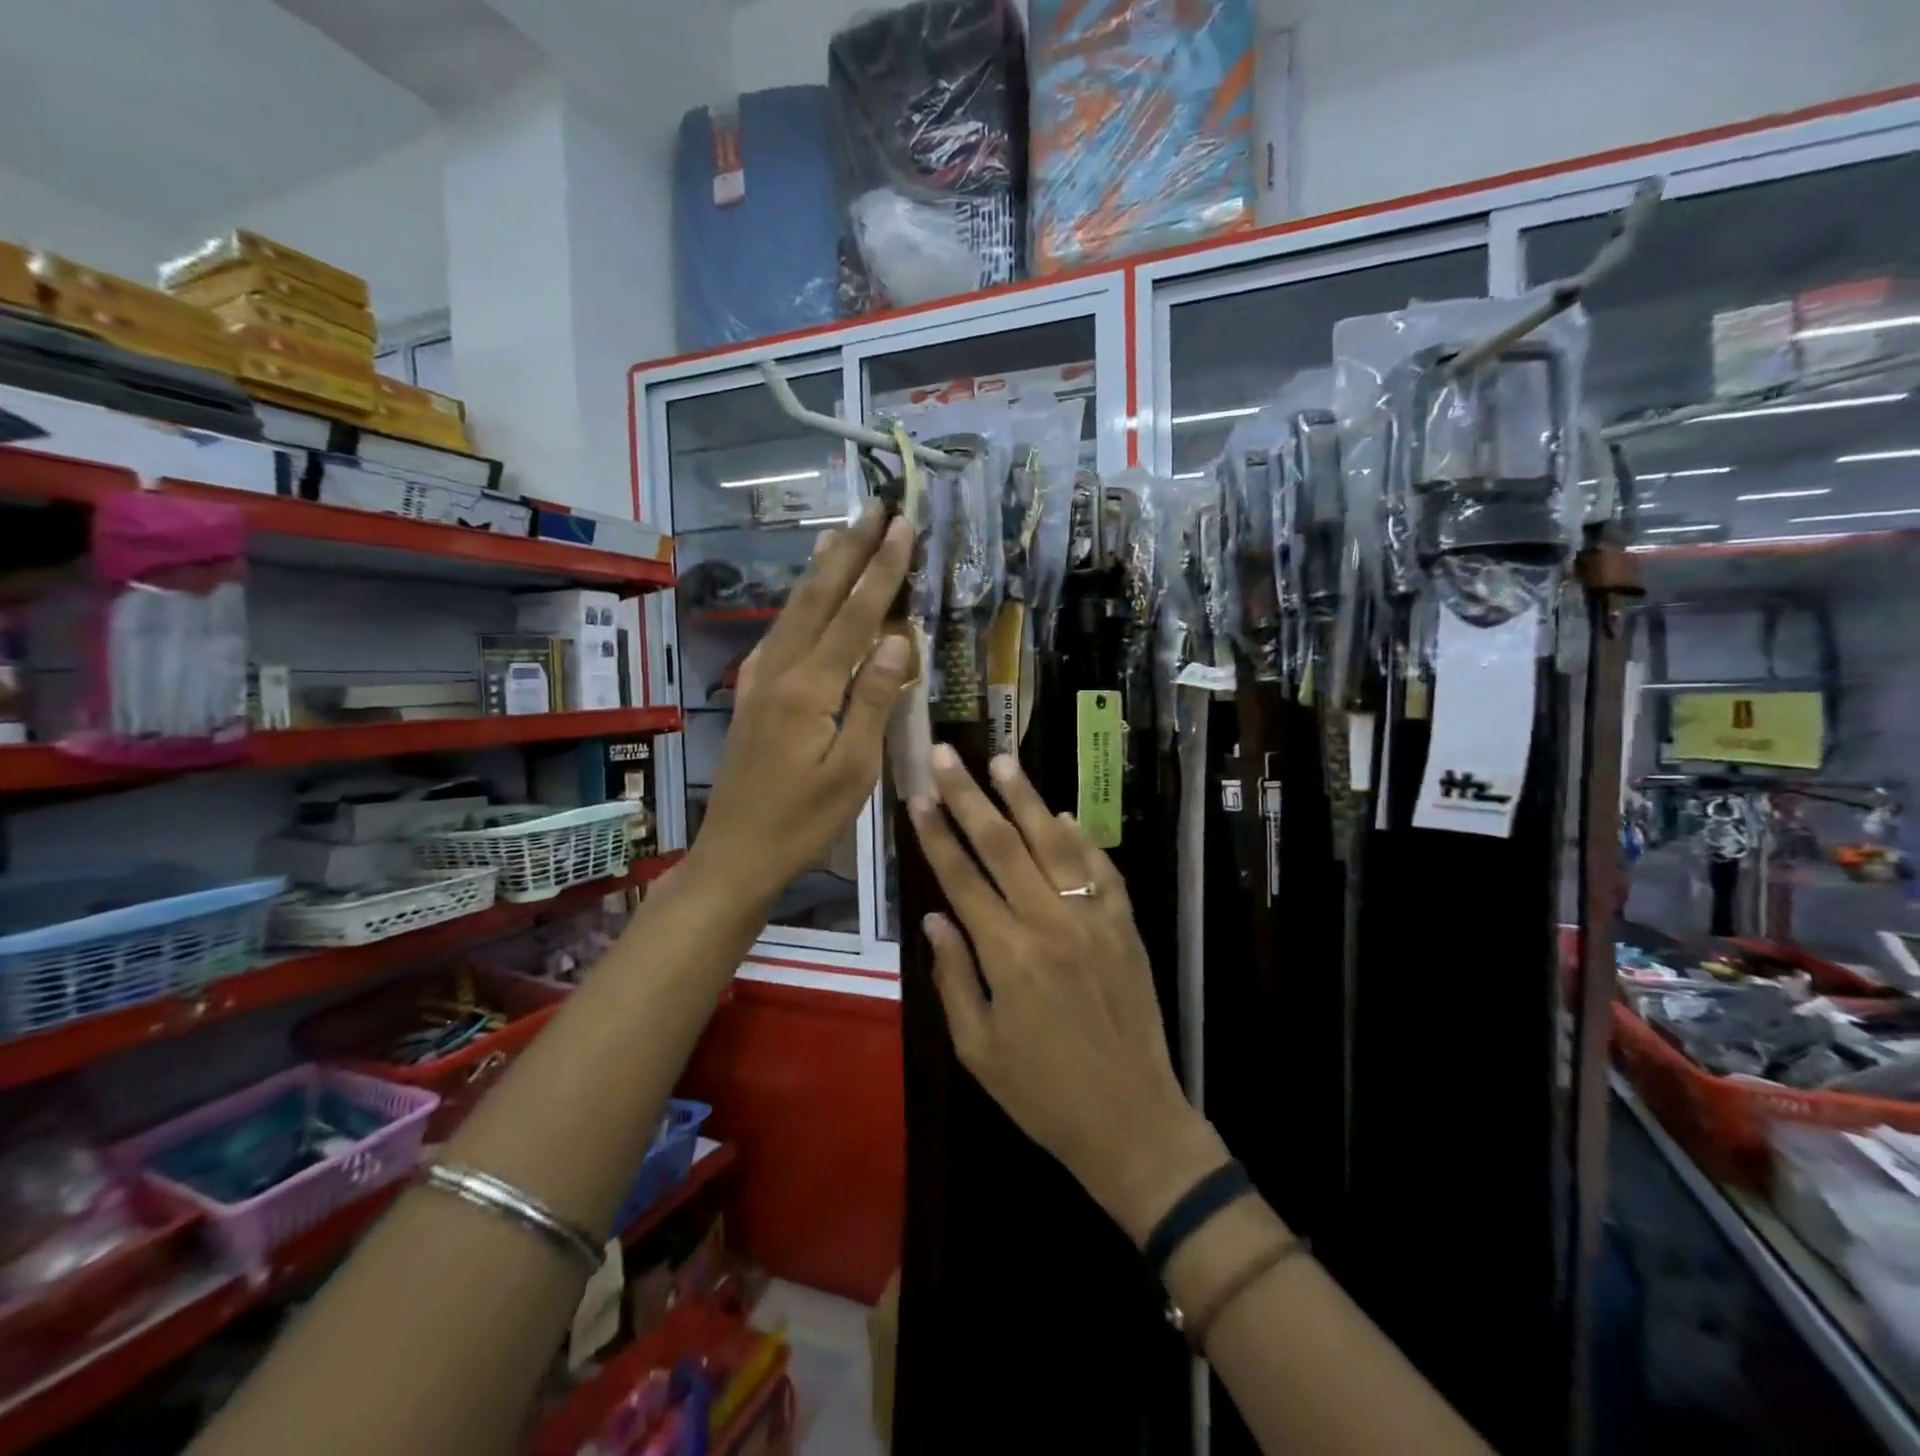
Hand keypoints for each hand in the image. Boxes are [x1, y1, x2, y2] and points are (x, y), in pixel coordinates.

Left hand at [691, 505, 911, 909]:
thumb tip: (900, 641)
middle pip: (818, 597)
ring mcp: (760, 680)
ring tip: (842, 533)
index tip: (902, 526)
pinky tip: (806, 597)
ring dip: (822, 569)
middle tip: (873, 507)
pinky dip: (801, 604)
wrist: (735, 854)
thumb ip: (874, 701)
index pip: (855, 615)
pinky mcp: (752, 694)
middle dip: (849, 550)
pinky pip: (782, 634)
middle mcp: (780, 670)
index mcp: (809, 688)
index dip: (882, 569)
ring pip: (794, 610)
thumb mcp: (852, 770)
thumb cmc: (804, 822)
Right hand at [908, 747, 1227, 1243]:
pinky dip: (1082, 840)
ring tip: (1002, 761)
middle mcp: (1050, 923)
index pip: (962, 878)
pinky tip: (1064, 815)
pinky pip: (1103, 871)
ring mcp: (1095, 920)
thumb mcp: (979, 1049)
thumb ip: (954, 978)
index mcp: (1008, 955)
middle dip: (969, 797)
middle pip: (1003, 846)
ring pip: (1055, 844)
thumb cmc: (1043, 1095)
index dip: (936, 834)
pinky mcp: (1127, 927)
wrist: (1132, 1121)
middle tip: (947, 756)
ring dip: (1026, 799)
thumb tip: (934, 918)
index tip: (918, 796)